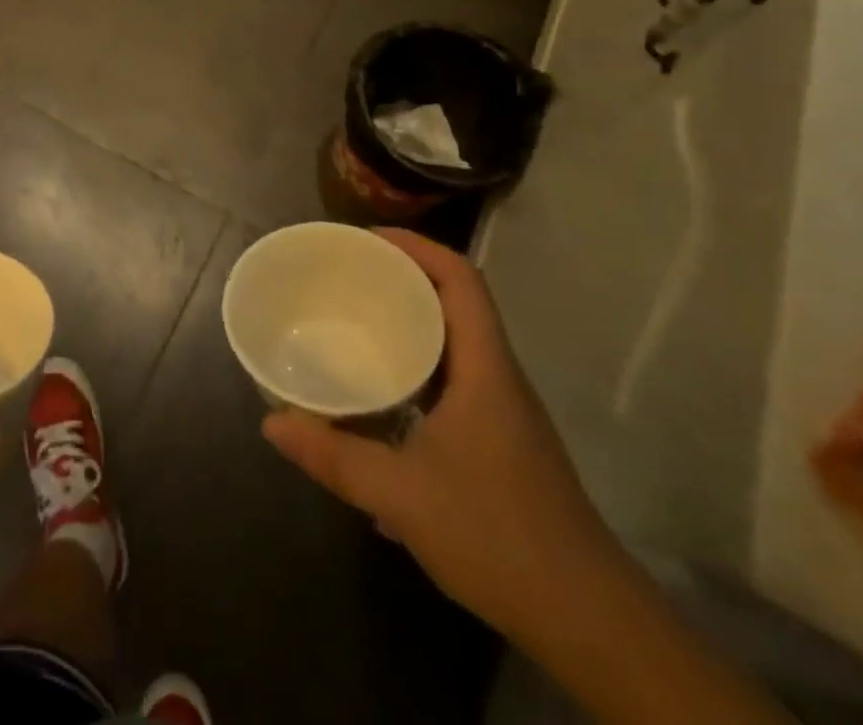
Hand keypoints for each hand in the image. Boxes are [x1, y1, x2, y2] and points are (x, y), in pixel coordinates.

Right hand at [262, 229, 620, 640]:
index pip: (461, 280)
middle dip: (402, 280)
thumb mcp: (402, 495)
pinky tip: (380, 405)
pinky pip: (454, 383)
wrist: (591, 624)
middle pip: (455, 304)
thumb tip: (271, 424)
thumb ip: (334, 456)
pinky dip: (416, 372)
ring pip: (455, 346)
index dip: (416, 246)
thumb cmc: (499, 538)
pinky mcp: (500, 444)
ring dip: (409, 327)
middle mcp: (498, 379)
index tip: (365, 239)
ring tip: (355, 326)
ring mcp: (503, 414)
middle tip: (346, 277)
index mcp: (485, 369)